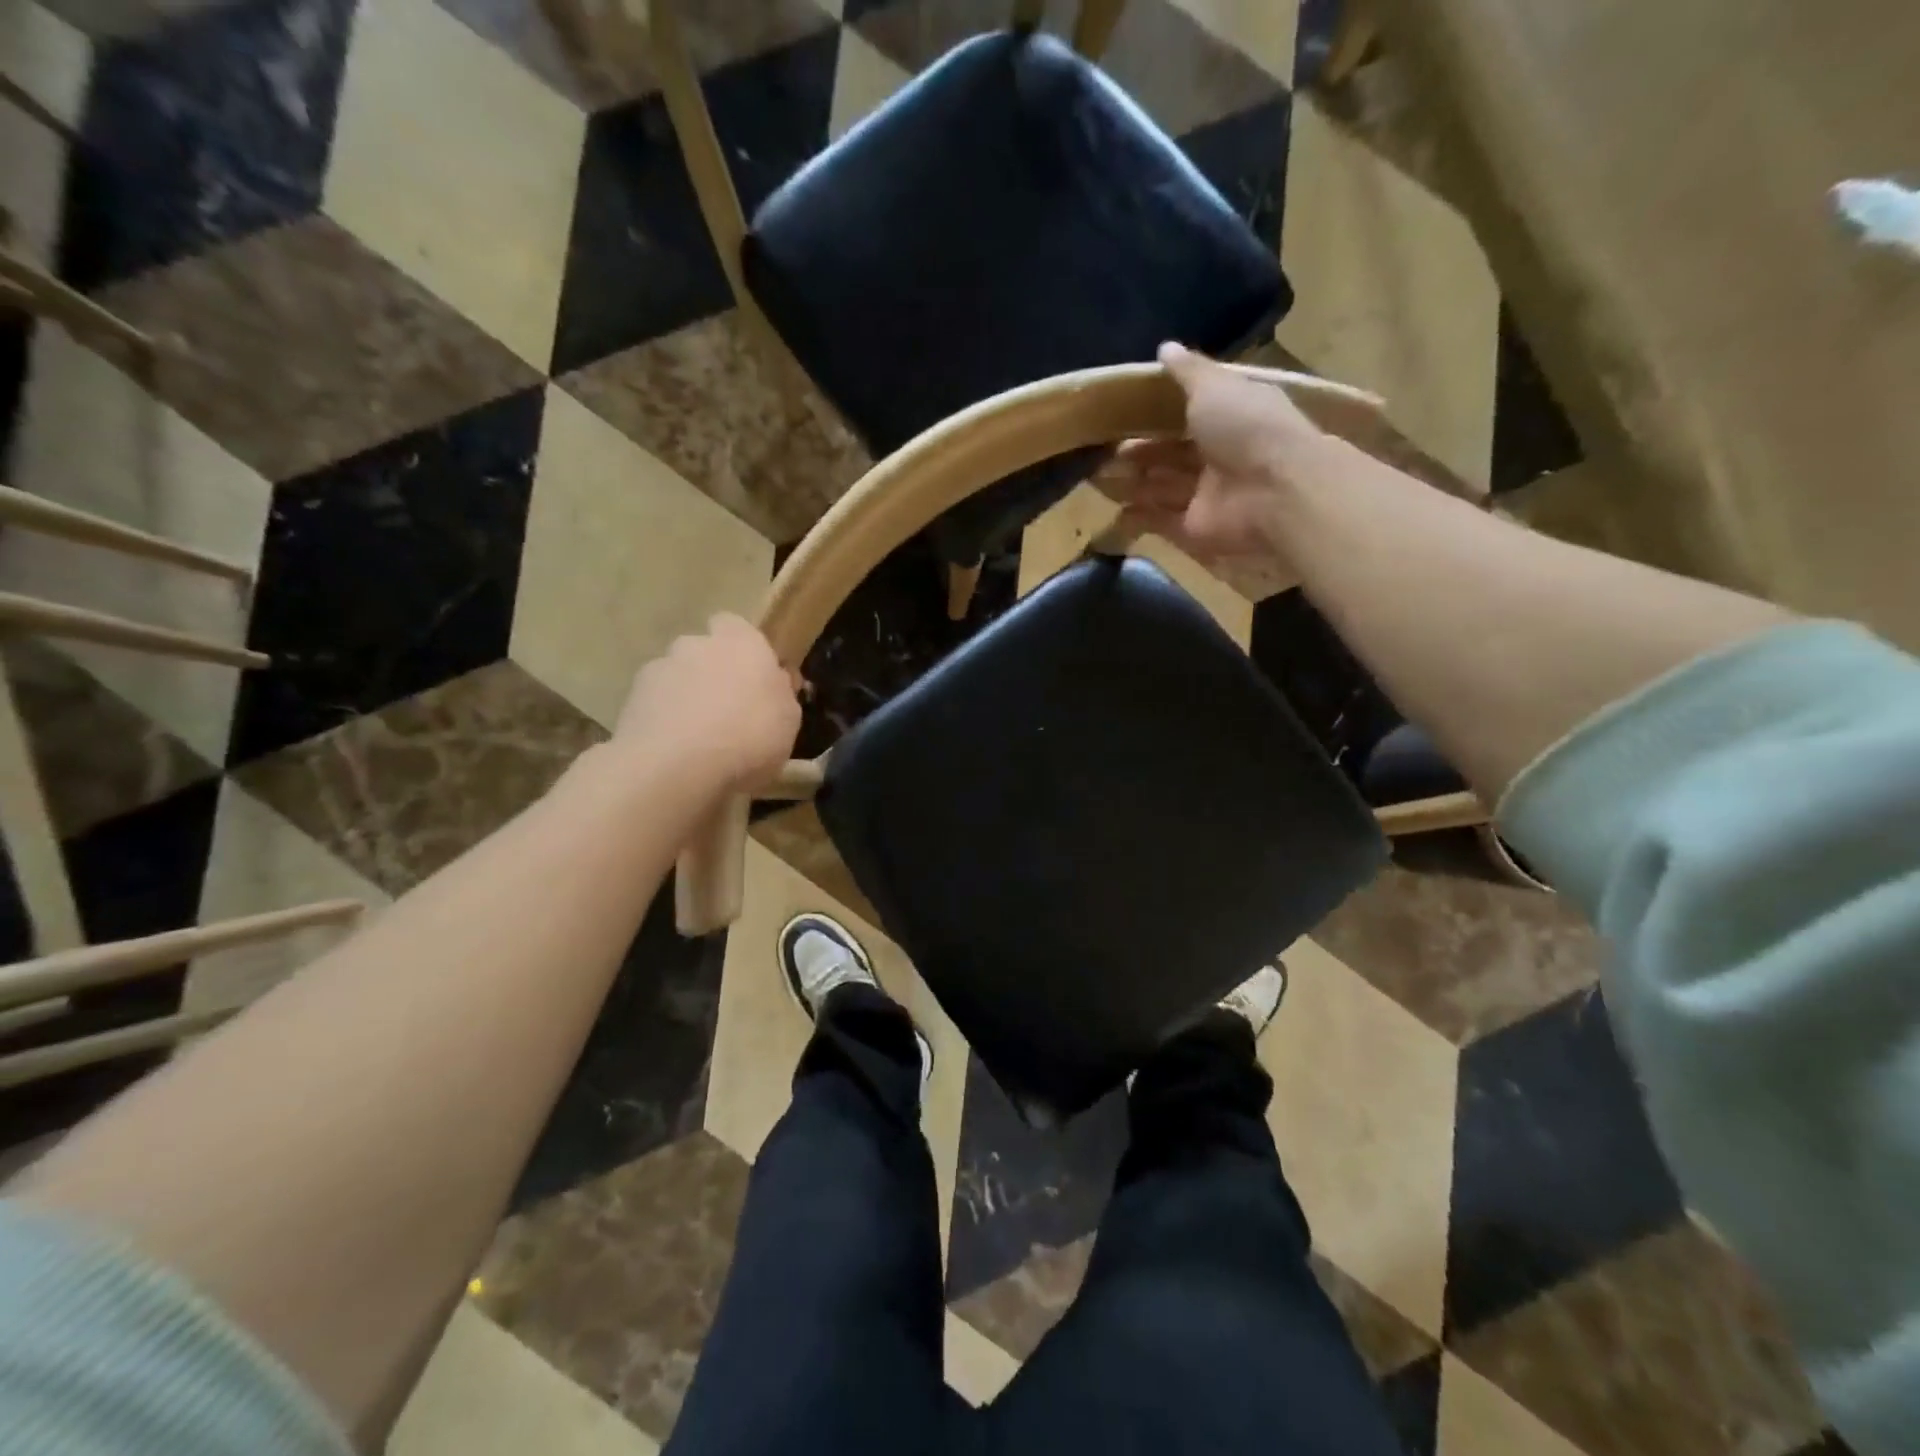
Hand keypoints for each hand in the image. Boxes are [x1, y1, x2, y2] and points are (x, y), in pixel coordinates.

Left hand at [615, 615, 800, 791]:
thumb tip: (775, 682)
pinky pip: (653, 706)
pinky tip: (674, 753)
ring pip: (676, 679)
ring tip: (697, 741)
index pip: (735, 626)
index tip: (752, 679)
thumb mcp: (789, 721)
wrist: (677, 766)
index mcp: (742, 642)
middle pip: (703, 652)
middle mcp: (696, 644)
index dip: (742, 650)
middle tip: (726, 713)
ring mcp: (659, 669)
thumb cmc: (750, 736)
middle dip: (711, 675)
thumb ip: (780, 694)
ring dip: (685, 699)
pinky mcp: (630, 699)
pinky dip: (662, 721)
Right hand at [1095, 343, 1331, 571]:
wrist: (1273, 491)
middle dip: (1140, 452)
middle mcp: (1220, 456)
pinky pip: (1161, 521)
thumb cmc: (1246, 428)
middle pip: (1172, 454)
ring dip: (1133, 483)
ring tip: (1097, 476)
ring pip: (1163, 487)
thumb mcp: (1215, 386)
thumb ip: (1188, 371)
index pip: (1191, 413)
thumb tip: (1165, 348)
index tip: (1124, 411)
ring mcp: (1207, 495)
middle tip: (1104, 450)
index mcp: (1230, 416)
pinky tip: (1114, 511)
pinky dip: (1139, 517)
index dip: (1159, 413)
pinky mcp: (1195, 529)